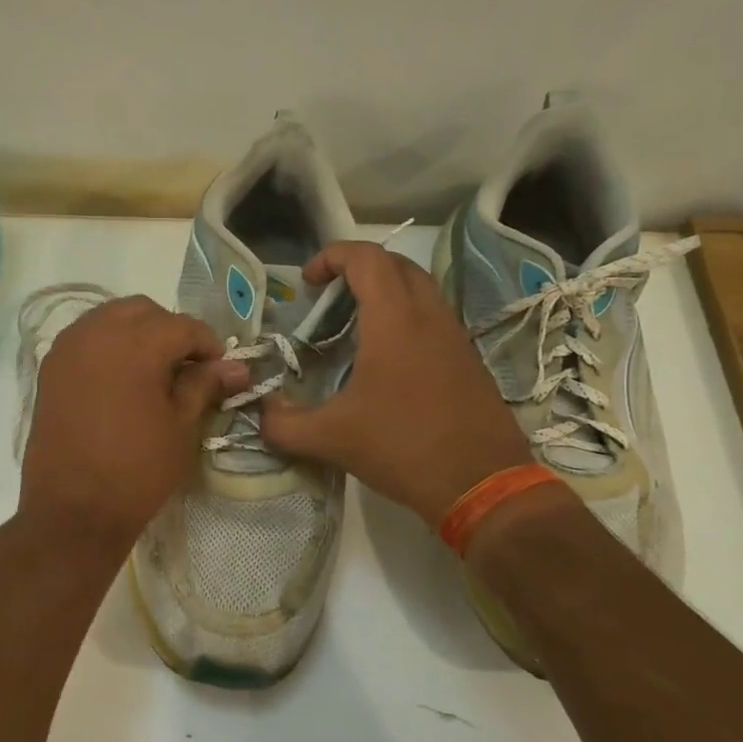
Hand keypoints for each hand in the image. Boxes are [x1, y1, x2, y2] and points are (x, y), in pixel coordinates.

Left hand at [18, 296, 246, 561]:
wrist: (73, 510)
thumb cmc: (137, 470)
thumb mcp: (182, 427)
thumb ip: (205, 385)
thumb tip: (236, 366)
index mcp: (136, 343)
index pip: (183, 326)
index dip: (209, 345)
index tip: (221, 370)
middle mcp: (97, 332)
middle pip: (144, 311)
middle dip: (171, 331)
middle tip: (187, 368)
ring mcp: (68, 347)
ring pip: (111, 317)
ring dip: (138, 332)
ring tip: (154, 371)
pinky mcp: (50, 367)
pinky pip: (86, 336)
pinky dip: (109, 344)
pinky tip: (121, 377)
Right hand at [260, 242, 532, 523]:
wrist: (483, 484)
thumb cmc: (404, 448)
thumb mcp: (332, 439)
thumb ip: (284, 423)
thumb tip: (259, 412)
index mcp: (394, 320)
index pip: (366, 258)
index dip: (332, 256)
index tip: (308, 282)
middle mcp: (429, 315)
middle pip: (396, 265)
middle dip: (359, 269)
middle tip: (329, 298)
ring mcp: (454, 336)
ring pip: (420, 289)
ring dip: (385, 293)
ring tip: (354, 326)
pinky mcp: (468, 359)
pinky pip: (434, 317)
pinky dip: (405, 318)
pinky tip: (386, 360)